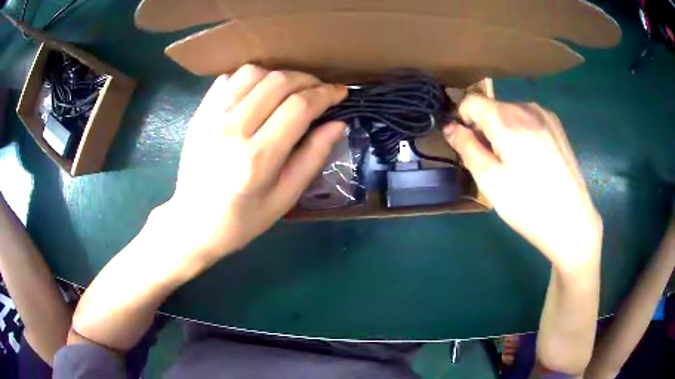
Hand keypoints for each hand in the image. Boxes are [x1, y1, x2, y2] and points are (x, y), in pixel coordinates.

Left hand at [162, 65, 346, 266]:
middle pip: (278, 82)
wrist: (192, 223)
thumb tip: (337, 123)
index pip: (299, 107)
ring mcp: (211, 118)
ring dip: (279, 75)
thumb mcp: (284, 198)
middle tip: (319, 90)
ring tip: (290, 90)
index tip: (340, 92)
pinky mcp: (199, 114)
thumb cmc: (241, 219)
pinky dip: (250, 77)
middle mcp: (233, 130)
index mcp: (257, 158)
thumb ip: (313, 157)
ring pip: (253, 73)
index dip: (325, 94)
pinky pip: (228, 78)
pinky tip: (259, 92)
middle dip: (308, 80)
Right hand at [444, 95, 601, 269]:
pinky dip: (522, 133)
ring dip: (504, 132)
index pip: (471, 101)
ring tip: (516, 165)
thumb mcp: (490, 181)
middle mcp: (526, 107)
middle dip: (485, 129)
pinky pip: (529, 120)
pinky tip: (533, 161)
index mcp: (507, 119)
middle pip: (493, 108)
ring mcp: (545, 115)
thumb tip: (450, 127)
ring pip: (511, 114)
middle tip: (494, 164)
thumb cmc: (528, 205)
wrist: (573, 222)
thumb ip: (467, 148)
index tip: (468, 145)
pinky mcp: (557, 127)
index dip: (462, 120)